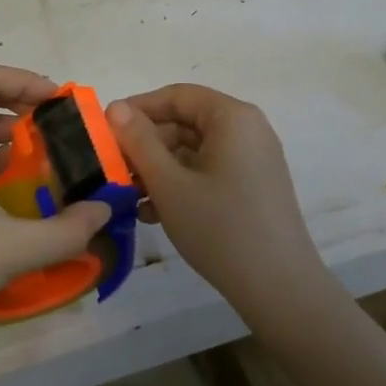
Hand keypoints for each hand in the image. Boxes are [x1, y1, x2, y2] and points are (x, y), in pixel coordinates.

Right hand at [106, 85, 335, 325]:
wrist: (280, 290)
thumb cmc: (220, 228)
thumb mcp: (170, 184)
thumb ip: (139, 141)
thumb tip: (115, 107)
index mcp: (232, 117)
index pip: (177, 96)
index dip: (138, 109)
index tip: (106, 130)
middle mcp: (247, 130)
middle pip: (186, 123)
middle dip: (147, 146)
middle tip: (115, 170)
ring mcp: (253, 160)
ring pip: (195, 151)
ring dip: (160, 169)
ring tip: (130, 197)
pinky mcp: (254, 187)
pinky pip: (210, 171)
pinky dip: (182, 184)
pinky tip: (154, 213)